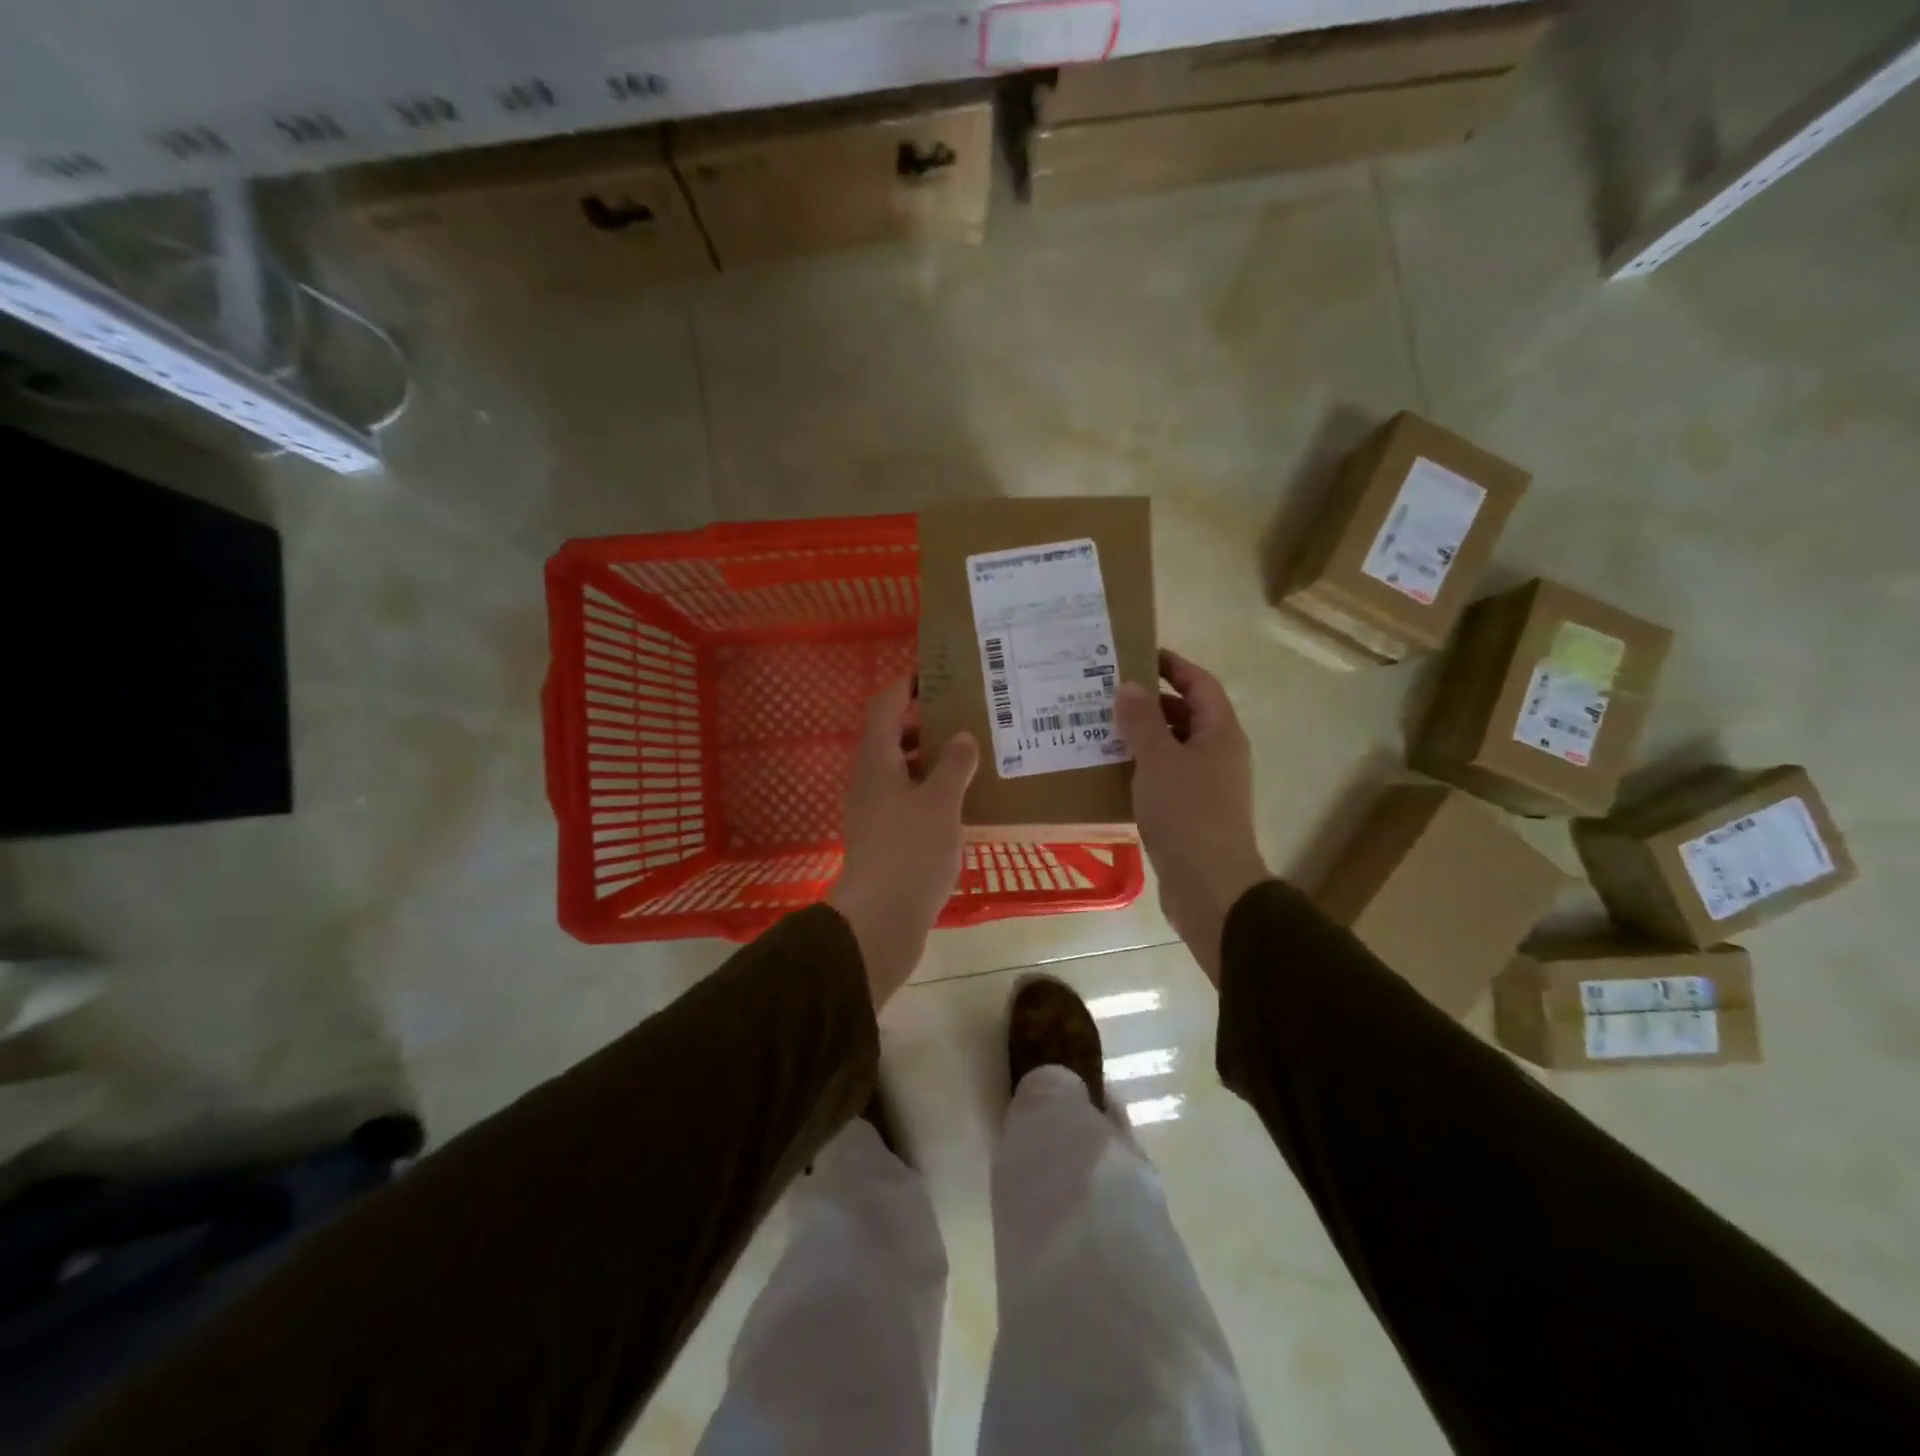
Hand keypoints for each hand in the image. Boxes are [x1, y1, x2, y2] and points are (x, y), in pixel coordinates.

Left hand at [829, 676, 979, 1008]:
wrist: (879, 920)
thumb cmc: (910, 851)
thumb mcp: (941, 802)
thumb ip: (954, 764)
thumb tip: (961, 736)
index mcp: (876, 761)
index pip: (885, 706)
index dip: (906, 686)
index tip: (934, 675)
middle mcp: (868, 780)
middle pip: (891, 738)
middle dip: (923, 725)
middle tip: (962, 717)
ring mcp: (871, 812)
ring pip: (899, 772)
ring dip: (928, 761)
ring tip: (968, 759)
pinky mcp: (881, 839)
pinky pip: (905, 800)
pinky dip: (928, 792)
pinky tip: (957, 804)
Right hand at [1114, 649, 1270, 984]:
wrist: (1209, 885)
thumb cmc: (1187, 813)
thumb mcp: (1158, 759)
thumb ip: (1142, 721)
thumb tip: (1129, 686)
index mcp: (1220, 733)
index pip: (1200, 684)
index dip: (1172, 665)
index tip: (1137, 655)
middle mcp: (1218, 754)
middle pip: (1186, 715)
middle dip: (1150, 703)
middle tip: (1107, 695)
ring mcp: (1207, 786)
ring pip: (1172, 749)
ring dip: (1142, 738)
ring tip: (1100, 730)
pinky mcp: (1192, 813)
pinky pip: (1165, 778)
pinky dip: (1141, 769)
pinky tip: (1111, 773)